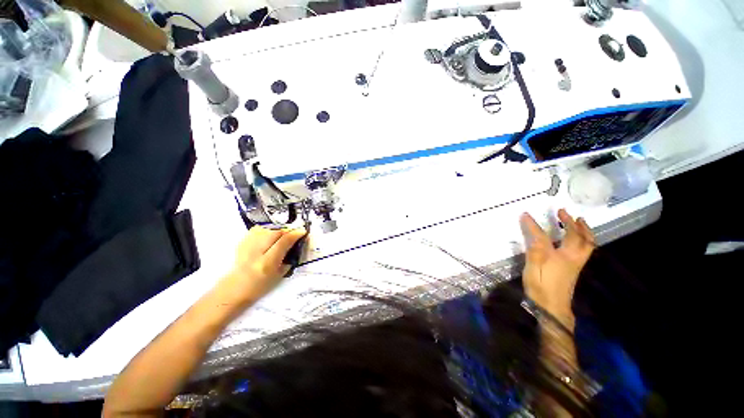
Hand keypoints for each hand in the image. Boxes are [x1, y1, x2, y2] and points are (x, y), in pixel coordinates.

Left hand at [220, 227, 306, 303]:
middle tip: (292, 235)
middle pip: (275, 232)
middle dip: (287, 231)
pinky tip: (269, 236)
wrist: (233, 290)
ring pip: (266, 229)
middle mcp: (256, 252)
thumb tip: (294, 247)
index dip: (295, 235)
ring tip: (281, 236)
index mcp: (267, 263)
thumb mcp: (278, 277)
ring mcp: (247, 247)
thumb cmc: (258, 287)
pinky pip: (256, 230)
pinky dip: (266, 230)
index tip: (303, 231)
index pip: (283, 242)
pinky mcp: (241, 243)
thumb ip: (287, 260)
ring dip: (277, 230)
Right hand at [520, 209, 594, 328]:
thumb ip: (533, 249)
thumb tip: (532, 233)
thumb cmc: (540, 287)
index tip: (525, 214)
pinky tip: (579, 238)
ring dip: (584, 229)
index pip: (543, 236)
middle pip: (576, 236)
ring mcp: (576, 263)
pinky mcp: (575, 269)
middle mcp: (571, 257)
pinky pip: (586, 249)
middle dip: (570, 222)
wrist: (553, 307)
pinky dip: (585, 239)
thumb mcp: (532, 268)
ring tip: (579, 220)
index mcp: (558, 256)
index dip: (533, 225)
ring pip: (587, 243)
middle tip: (564, 212)